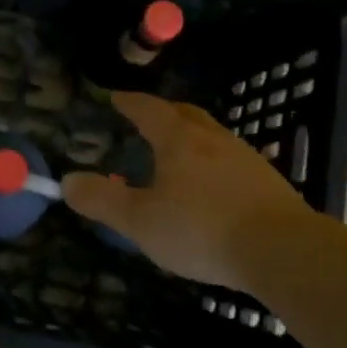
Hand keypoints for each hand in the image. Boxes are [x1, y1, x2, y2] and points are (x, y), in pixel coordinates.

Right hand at [61, 93, 308, 291]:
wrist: (281, 250)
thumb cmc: (202, 229)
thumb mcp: (140, 221)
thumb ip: (102, 200)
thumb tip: (65, 182)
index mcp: (179, 140)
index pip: (149, 110)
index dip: (130, 103)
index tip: (116, 97)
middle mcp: (213, 139)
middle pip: (186, 114)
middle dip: (164, 112)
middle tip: (147, 118)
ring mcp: (245, 158)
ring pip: (213, 136)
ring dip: (192, 136)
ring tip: (178, 152)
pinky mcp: (267, 182)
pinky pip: (232, 160)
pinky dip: (214, 162)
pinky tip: (213, 185)